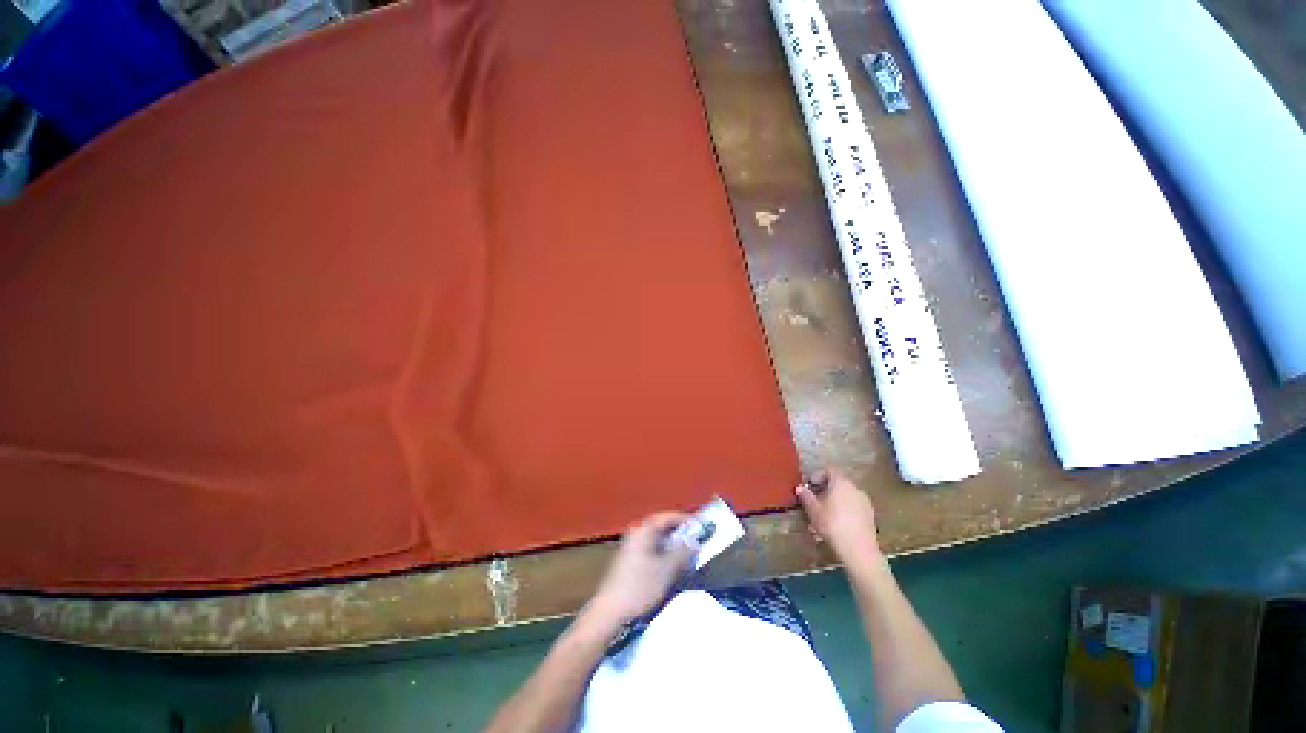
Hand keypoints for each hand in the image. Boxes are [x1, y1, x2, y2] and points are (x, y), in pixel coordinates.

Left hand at [585, 512, 697, 628]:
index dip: (686, 519)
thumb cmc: (639, 587)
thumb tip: (695, 541)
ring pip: (658, 539)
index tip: (702, 526)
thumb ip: (682, 553)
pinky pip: (652, 549)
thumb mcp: (666, 570)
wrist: (610, 611)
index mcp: (644, 530)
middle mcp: (637, 533)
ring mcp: (632, 546)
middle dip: (681, 533)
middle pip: (663, 527)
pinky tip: (673, 565)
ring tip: (689, 553)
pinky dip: (665, 553)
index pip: (668, 516)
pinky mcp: (631, 560)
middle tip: (698, 540)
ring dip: (674, 545)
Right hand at [796, 468, 882, 567]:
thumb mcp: (813, 510)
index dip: (816, 476)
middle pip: (837, 483)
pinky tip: (835, 525)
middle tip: (813, 501)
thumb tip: (800, 487)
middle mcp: (855, 488)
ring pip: (845, 496)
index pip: (828, 470)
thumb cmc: (832, 524)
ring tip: (822, 515)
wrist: (859, 550)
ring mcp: (864, 502)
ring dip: (833, 502)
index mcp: (841, 482)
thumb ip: (806, 496)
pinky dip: (843, 511)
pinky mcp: (869, 516)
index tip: (808, 486)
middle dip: (824, 490)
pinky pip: (852, 507)